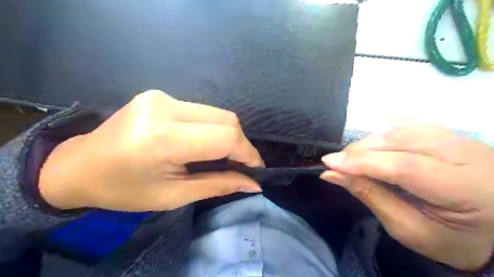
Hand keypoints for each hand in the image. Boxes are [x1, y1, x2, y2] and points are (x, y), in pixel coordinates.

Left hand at [38, 90, 263, 210]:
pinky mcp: (160, 95)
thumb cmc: (123, 190)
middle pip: (225, 119)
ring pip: (216, 113)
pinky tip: (204, 143)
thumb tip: (253, 184)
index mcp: (163, 137)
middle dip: (240, 144)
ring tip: (223, 156)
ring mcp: (161, 96)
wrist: (77, 167)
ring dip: (227, 135)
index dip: (247, 153)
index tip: (255, 170)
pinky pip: (201, 111)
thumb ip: (218, 185)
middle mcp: (164, 108)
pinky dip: (211, 128)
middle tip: (240, 165)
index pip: (224, 137)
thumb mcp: (173, 196)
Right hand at [318, 122, 493, 271]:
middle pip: (401, 140)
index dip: (362, 162)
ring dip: (368, 141)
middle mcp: (470, 155)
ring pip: (402, 127)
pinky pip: (408, 122)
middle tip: (337, 162)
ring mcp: (460, 138)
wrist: (489, 227)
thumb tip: (331, 173)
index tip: (329, 163)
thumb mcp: (406, 228)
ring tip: (352, 157)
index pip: (406, 167)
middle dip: (360, 150)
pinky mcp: (449, 133)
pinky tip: (370, 144)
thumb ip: (368, 195)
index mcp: (468, 190)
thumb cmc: (448, 237)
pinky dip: (381, 131)